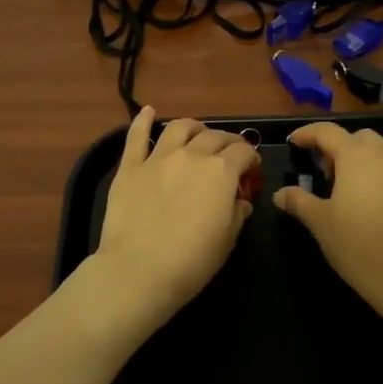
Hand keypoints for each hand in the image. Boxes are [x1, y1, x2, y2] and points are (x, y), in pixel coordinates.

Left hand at [87, 108, 258, 333]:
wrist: (138, 272)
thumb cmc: (191, 262)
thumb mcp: (227, 240)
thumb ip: (237, 213)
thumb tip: (239, 200)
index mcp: (221, 171)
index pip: (243, 151)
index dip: (251, 159)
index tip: (252, 170)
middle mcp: (192, 155)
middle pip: (214, 136)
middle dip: (227, 143)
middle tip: (230, 154)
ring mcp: (158, 158)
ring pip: (180, 128)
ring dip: (194, 127)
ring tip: (197, 133)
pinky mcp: (130, 167)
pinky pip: (137, 136)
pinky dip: (143, 120)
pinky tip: (148, 111)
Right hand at [273, 122, 382, 313]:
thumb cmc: (357, 244)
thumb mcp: (320, 222)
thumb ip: (299, 201)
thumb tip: (280, 194)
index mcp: (355, 156)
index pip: (328, 132)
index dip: (308, 133)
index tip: (294, 142)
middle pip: (359, 137)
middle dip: (340, 146)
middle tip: (325, 171)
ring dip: (364, 158)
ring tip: (350, 186)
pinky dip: (382, 176)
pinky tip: (374, 203)